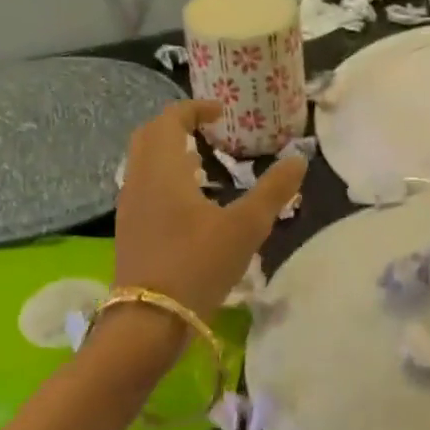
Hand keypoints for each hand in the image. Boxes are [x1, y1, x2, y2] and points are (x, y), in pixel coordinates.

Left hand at [112, 101, 306, 322]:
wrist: (149, 321)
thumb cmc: (197, 265)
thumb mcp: (246, 227)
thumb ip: (274, 190)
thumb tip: (299, 158)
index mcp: (163, 169)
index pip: (170, 119)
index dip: (195, 108)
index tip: (222, 112)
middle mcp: (139, 180)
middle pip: (150, 136)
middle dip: (178, 125)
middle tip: (211, 132)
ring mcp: (130, 207)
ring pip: (144, 163)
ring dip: (171, 153)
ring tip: (205, 164)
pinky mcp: (131, 230)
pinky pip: (145, 186)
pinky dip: (166, 178)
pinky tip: (192, 203)